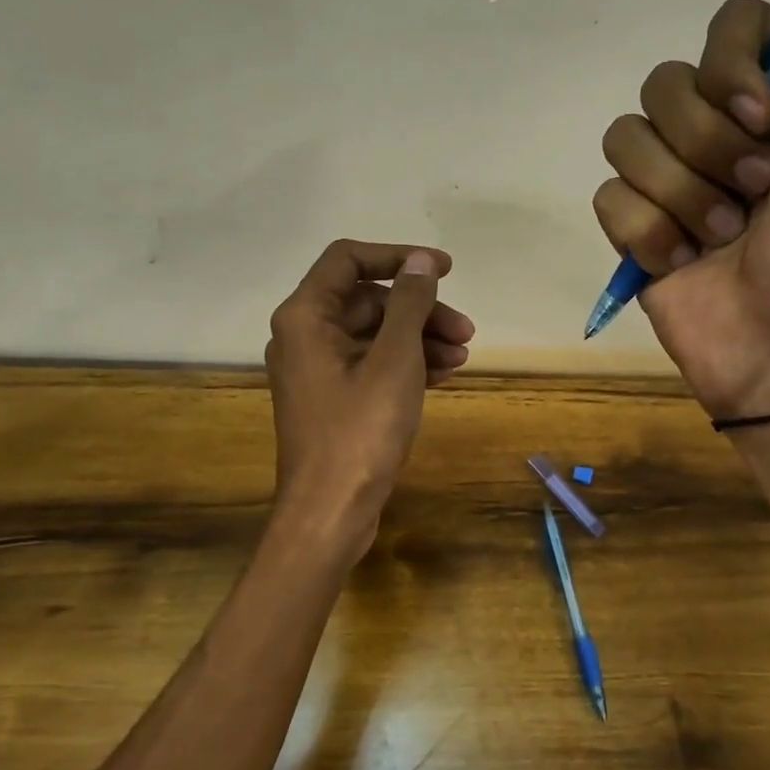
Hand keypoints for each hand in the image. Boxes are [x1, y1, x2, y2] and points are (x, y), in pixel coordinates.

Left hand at [264, 239, 475, 557]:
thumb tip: (419, 261)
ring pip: (373, 334)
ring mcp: (316, 370)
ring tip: (462, 356)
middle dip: (420, 310)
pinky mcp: (332, 399)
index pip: (349, 260)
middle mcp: (303, 335)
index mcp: (305, 316)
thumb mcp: (395, 360)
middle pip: (367, 300)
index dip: (399, 257)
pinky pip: (371, 364)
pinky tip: (444, 375)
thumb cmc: (361, 431)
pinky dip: (405, 364)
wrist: (330, 512)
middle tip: (466, 330)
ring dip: (419, 338)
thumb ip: (409, 303)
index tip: (444, 269)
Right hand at [593, 0, 769, 417]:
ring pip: (626, 138)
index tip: (766, 118)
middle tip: (758, 194)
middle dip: (709, 144)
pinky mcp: (638, 232)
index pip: (728, 25)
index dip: (732, 65)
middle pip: (665, 82)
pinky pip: (608, 197)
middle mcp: (724, 131)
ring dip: (681, 193)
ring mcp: (675, 184)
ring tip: (723, 239)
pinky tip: (684, 264)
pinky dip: (647, 231)